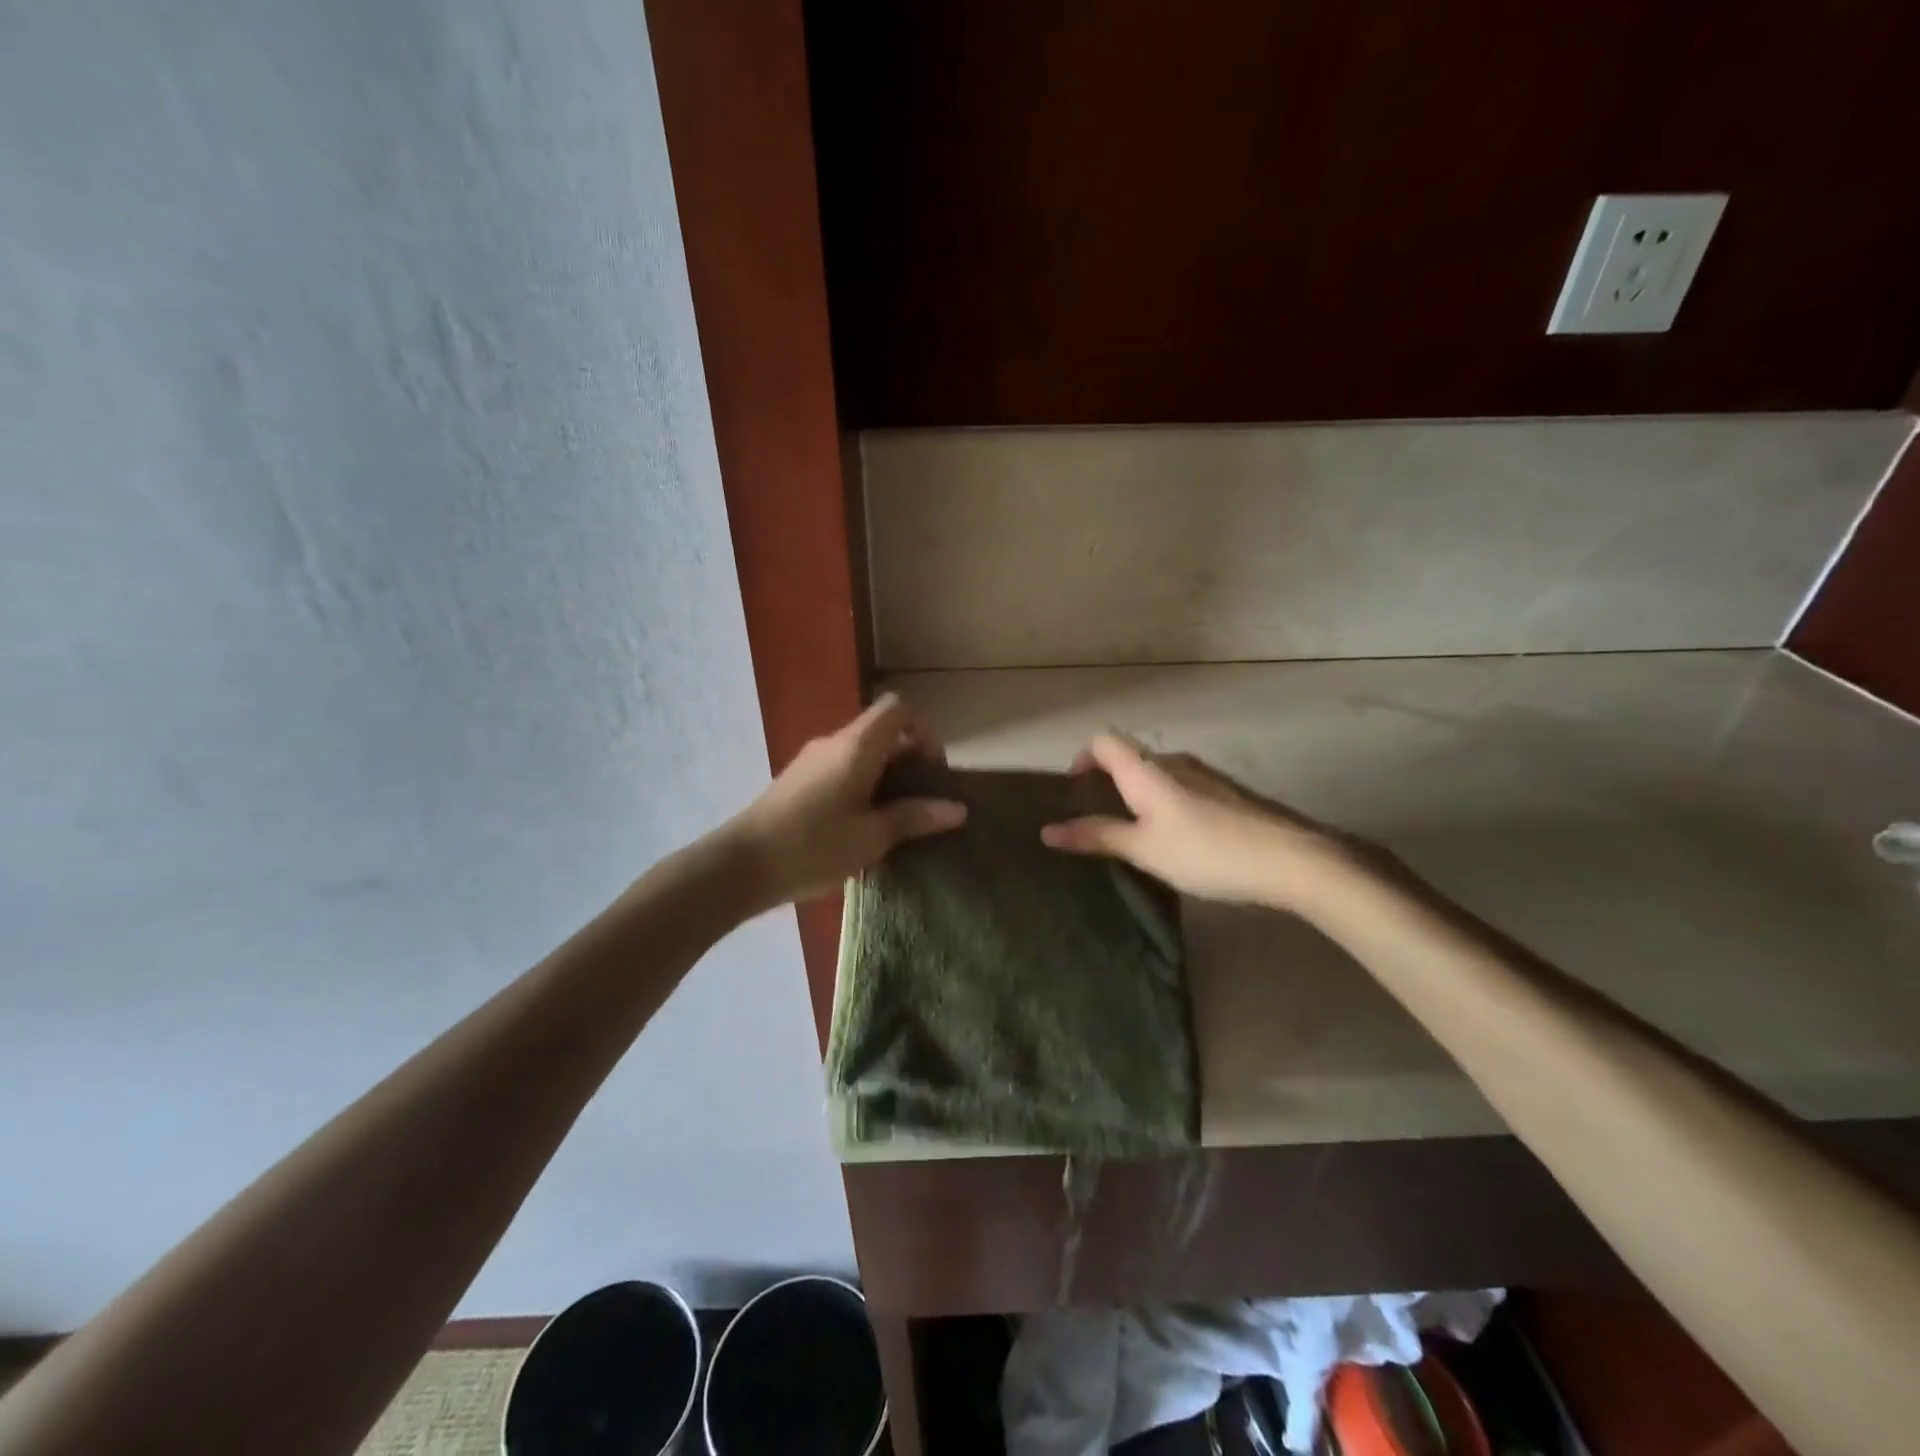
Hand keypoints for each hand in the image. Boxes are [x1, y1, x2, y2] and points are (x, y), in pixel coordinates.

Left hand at [725, 694, 966, 908]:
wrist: (741, 865)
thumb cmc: (814, 847)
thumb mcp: (872, 837)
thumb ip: (915, 817)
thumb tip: (958, 809)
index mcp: (857, 746)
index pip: (898, 709)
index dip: (924, 731)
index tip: (933, 771)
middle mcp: (834, 743)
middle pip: (882, 732)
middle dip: (909, 760)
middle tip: (922, 803)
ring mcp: (812, 760)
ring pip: (861, 753)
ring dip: (885, 777)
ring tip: (896, 820)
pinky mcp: (798, 780)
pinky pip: (841, 769)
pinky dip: (862, 785)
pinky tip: (862, 826)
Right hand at [1040, 734, 1366, 911]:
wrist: (1291, 860)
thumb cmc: (1206, 852)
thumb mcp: (1144, 849)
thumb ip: (1097, 836)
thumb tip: (1047, 831)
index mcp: (1148, 770)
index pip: (1105, 742)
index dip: (1083, 757)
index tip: (1074, 788)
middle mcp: (1175, 762)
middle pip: (1132, 759)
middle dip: (1109, 782)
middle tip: (1099, 820)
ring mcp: (1206, 776)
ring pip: (1160, 776)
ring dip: (1140, 796)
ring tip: (1136, 835)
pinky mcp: (1229, 793)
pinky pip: (1184, 789)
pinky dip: (1167, 805)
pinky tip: (1178, 841)